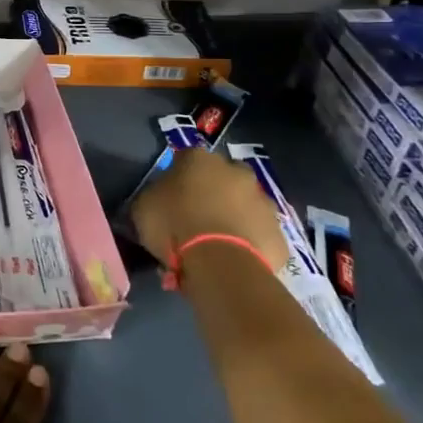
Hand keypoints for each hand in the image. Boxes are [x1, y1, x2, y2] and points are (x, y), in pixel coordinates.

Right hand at [129, 148, 289, 272]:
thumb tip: (160, 199)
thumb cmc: (175, 226)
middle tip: (197, 216)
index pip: (185, 158)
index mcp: (199, 159)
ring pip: (246, 204)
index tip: (170, 195)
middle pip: (223, 176)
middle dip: (214, 191)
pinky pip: (259, 234)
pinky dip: (250, 242)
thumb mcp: (144, 207)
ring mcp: (262, 202)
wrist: (221, 264)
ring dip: (235, 215)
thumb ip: (154, 196)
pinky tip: (235, 259)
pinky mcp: (278, 234)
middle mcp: (236, 172)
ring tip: (218, 242)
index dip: (177, 176)